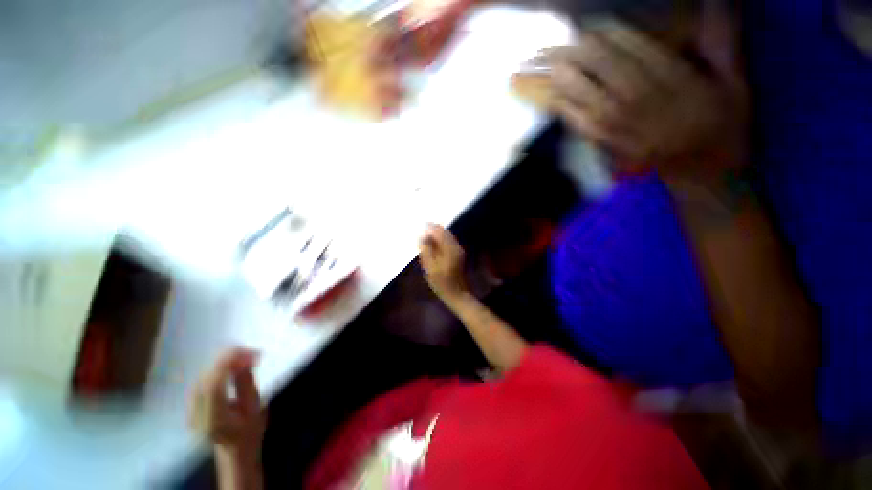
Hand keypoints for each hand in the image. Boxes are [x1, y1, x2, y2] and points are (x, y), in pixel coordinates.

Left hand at [190, 349, 264, 455]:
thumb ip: (246, 385)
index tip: (248, 351)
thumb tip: (243, 362)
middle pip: (206, 379)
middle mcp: (197, 415)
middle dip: (227, 361)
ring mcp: (191, 410)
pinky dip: (216, 370)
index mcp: (213, 419)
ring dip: (223, 364)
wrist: (235, 449)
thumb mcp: (255, 409)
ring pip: (203, 378)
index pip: (214, 385)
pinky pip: (202, 381)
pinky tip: (229, 366)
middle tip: (250, 353)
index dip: (228, 364)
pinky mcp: (192, 405)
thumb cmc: (249, 431)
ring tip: (243, 357)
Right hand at [419, 224, 467, 304]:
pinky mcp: (458, 254)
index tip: (420, 225)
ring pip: (447, 236)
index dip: (429, 227)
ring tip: (425, 235)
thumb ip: (426, 250)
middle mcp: (456, 246)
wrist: (456, 293)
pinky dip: (440, 239)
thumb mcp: (430, 267)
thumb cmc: (441, 282)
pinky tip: (433, 243)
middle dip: (433, 229)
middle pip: (444, 232)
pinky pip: (448, 241)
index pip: (439, 232)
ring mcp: (458, 250)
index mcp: (449, 248)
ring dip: (437, 234)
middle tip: (422, 228)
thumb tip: (422, 237)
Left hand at [547, 16, 745, 177]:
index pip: (623, 43)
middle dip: (561, 54)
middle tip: (537, 50)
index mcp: (666, 75)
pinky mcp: (602, 140)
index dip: (596, 33)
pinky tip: (542, 97)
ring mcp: (613, 121)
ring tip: (525, 72)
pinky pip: (573, 118)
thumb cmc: (721, 125)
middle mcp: (634, 96)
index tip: (578, 28)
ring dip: (549, 79)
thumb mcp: (735, 81)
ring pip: (575, 91)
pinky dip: (555, 105)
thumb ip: (723, 41)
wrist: (702, 170)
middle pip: (590, 65)